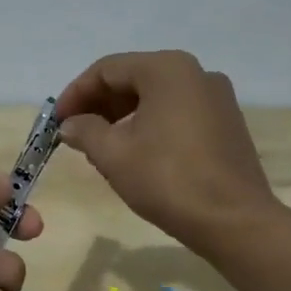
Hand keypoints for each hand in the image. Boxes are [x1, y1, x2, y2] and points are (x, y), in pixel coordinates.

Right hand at [55, 50, 280, 250]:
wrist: (234, 222)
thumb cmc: (168, 180)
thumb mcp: (114, 154)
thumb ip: (85, 131)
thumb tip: (70, 124)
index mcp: (167, 69)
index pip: (107, 69)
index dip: (75, 94)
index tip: (56, 122)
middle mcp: (195, 73)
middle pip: (133, 78)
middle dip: (98, 104)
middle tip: (74, 133)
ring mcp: (216, 97)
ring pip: (155, 96)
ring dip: (121, 116)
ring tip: (99, 146)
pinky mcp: (226, 123)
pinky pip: (176, 112)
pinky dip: (149, 124)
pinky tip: (134, 153)